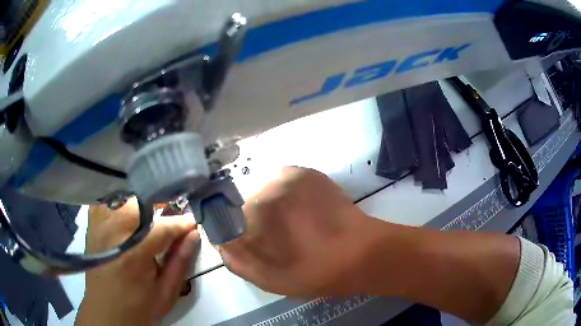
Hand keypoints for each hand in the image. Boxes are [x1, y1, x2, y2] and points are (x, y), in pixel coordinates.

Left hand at [76, 197, 199, 325]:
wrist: (106, 310)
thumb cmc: (138, 305)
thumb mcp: (166, 291)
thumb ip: (180, 261)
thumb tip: (193, 233)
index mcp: (133, 254)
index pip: (162, 227)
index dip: (181, 223)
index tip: (192, 224)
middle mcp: (112, 232)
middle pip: (140, 203)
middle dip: (160, 207)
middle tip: (170, 222)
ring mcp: (99, 224)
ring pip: (123, 196)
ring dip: (140, 203)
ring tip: (151, 217)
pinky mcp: (92, 222)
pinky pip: (108, 199)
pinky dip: (121, 201)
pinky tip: (128, 214)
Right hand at [219, 166, 377, 296]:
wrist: (362, 253)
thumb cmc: (315, 272)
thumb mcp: (268, 279)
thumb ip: (235, 258)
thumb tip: (219, 239)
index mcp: (255, 211)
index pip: (224, 215)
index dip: (233, 231)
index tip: (248, 244)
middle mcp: (268, 183)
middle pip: (243, 201)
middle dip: (250, 220)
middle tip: (274, 239)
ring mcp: (289, 173)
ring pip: (261, 190)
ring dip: (268, 207)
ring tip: (290, 227)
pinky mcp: (306, 172)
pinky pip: (281, 183)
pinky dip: (283, 197)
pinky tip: (301, 214)